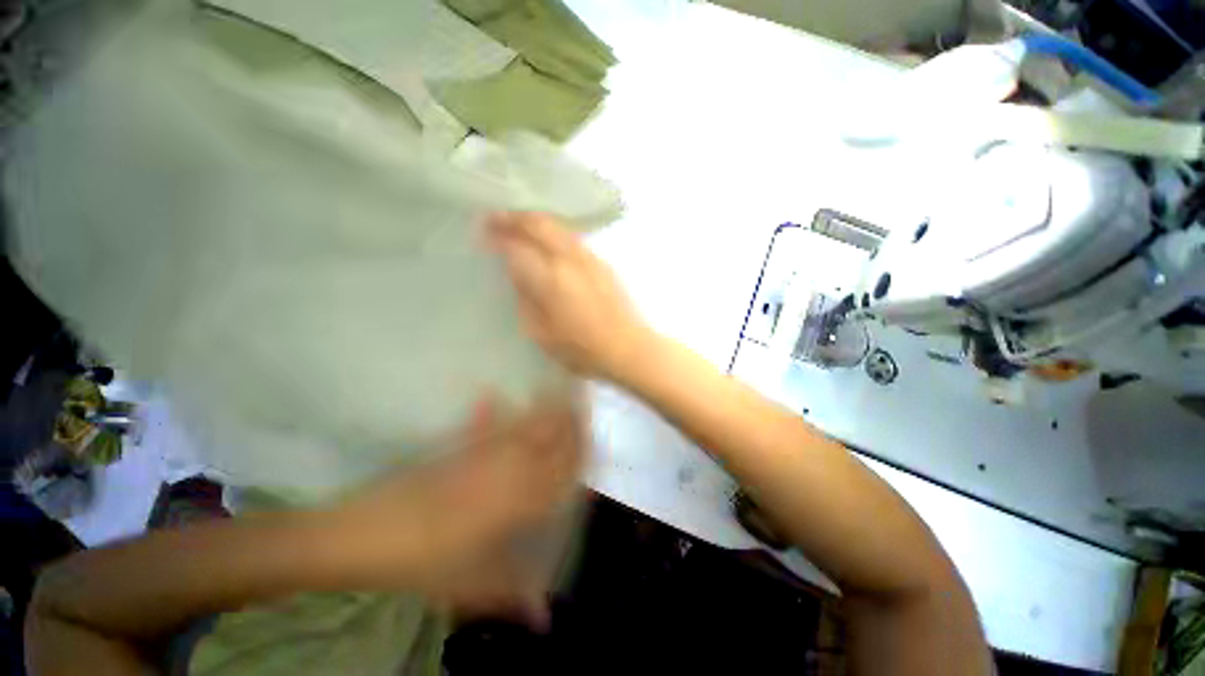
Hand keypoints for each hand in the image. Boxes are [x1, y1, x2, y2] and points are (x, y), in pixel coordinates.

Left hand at [323, 394, 584, 626]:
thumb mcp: (468, 585)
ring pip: (521, 428)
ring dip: (541, 411)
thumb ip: (510, 594)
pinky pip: (481, 427)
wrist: (364, 535)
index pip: (559, 473)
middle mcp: (504, 471)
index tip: (594, 439)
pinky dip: (489, 411)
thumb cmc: (422, 564)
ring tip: (556, 394)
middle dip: (568, 423)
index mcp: (514, 503)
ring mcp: (479, 455)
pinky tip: (489, 393)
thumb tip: (545, 618)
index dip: (579, 454)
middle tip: (582, 406)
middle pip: (546, 441)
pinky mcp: (456, 450)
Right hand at [485, 212, 652, 384]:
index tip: (482, 233)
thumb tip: (517, 274)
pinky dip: (553, 231)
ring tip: (517, 223)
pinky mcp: (602, 262)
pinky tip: (547, 239)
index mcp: (550, 278)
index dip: (496, 237)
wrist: (629, 347)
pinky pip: (571, 237)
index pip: (516, 247)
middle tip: (495, 218)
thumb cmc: (583, 349)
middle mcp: (569, 259)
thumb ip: (526, 300)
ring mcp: (589, 257)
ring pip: (557, 226)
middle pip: (537, 223)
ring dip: (534, 220)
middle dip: (512, 217)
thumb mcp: (543, 334)